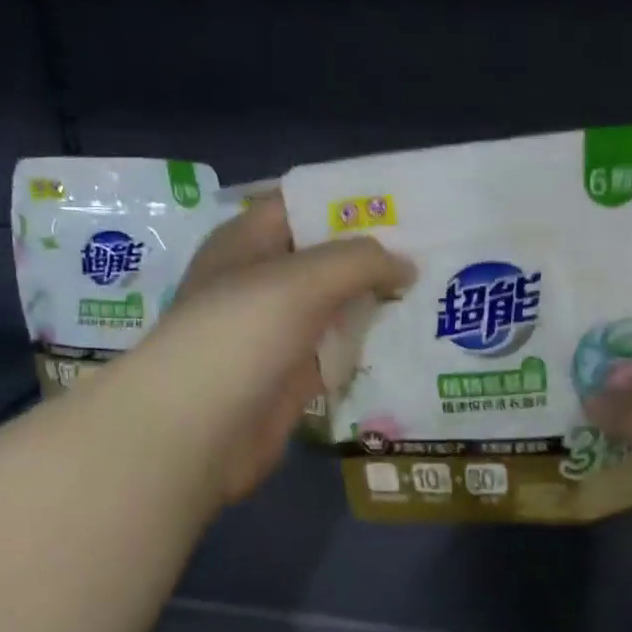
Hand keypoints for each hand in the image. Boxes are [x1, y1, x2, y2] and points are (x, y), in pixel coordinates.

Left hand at [115, 196, 411, 506]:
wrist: (196, 429)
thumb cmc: (241, 333)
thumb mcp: (303, 279)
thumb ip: (360, 261)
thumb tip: (407, 266)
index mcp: (247, 242)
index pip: (301, 205)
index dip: (349, 201)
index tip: (406, 203)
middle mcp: (260, 282)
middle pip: (324, 258)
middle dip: (373, 255)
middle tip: (434, 250)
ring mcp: (275, 332)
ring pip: (334, 307)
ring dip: (375, 302)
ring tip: (434, 290)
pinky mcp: (290, 377)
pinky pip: (336, 352)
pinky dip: (367, 346)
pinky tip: (410, 339)